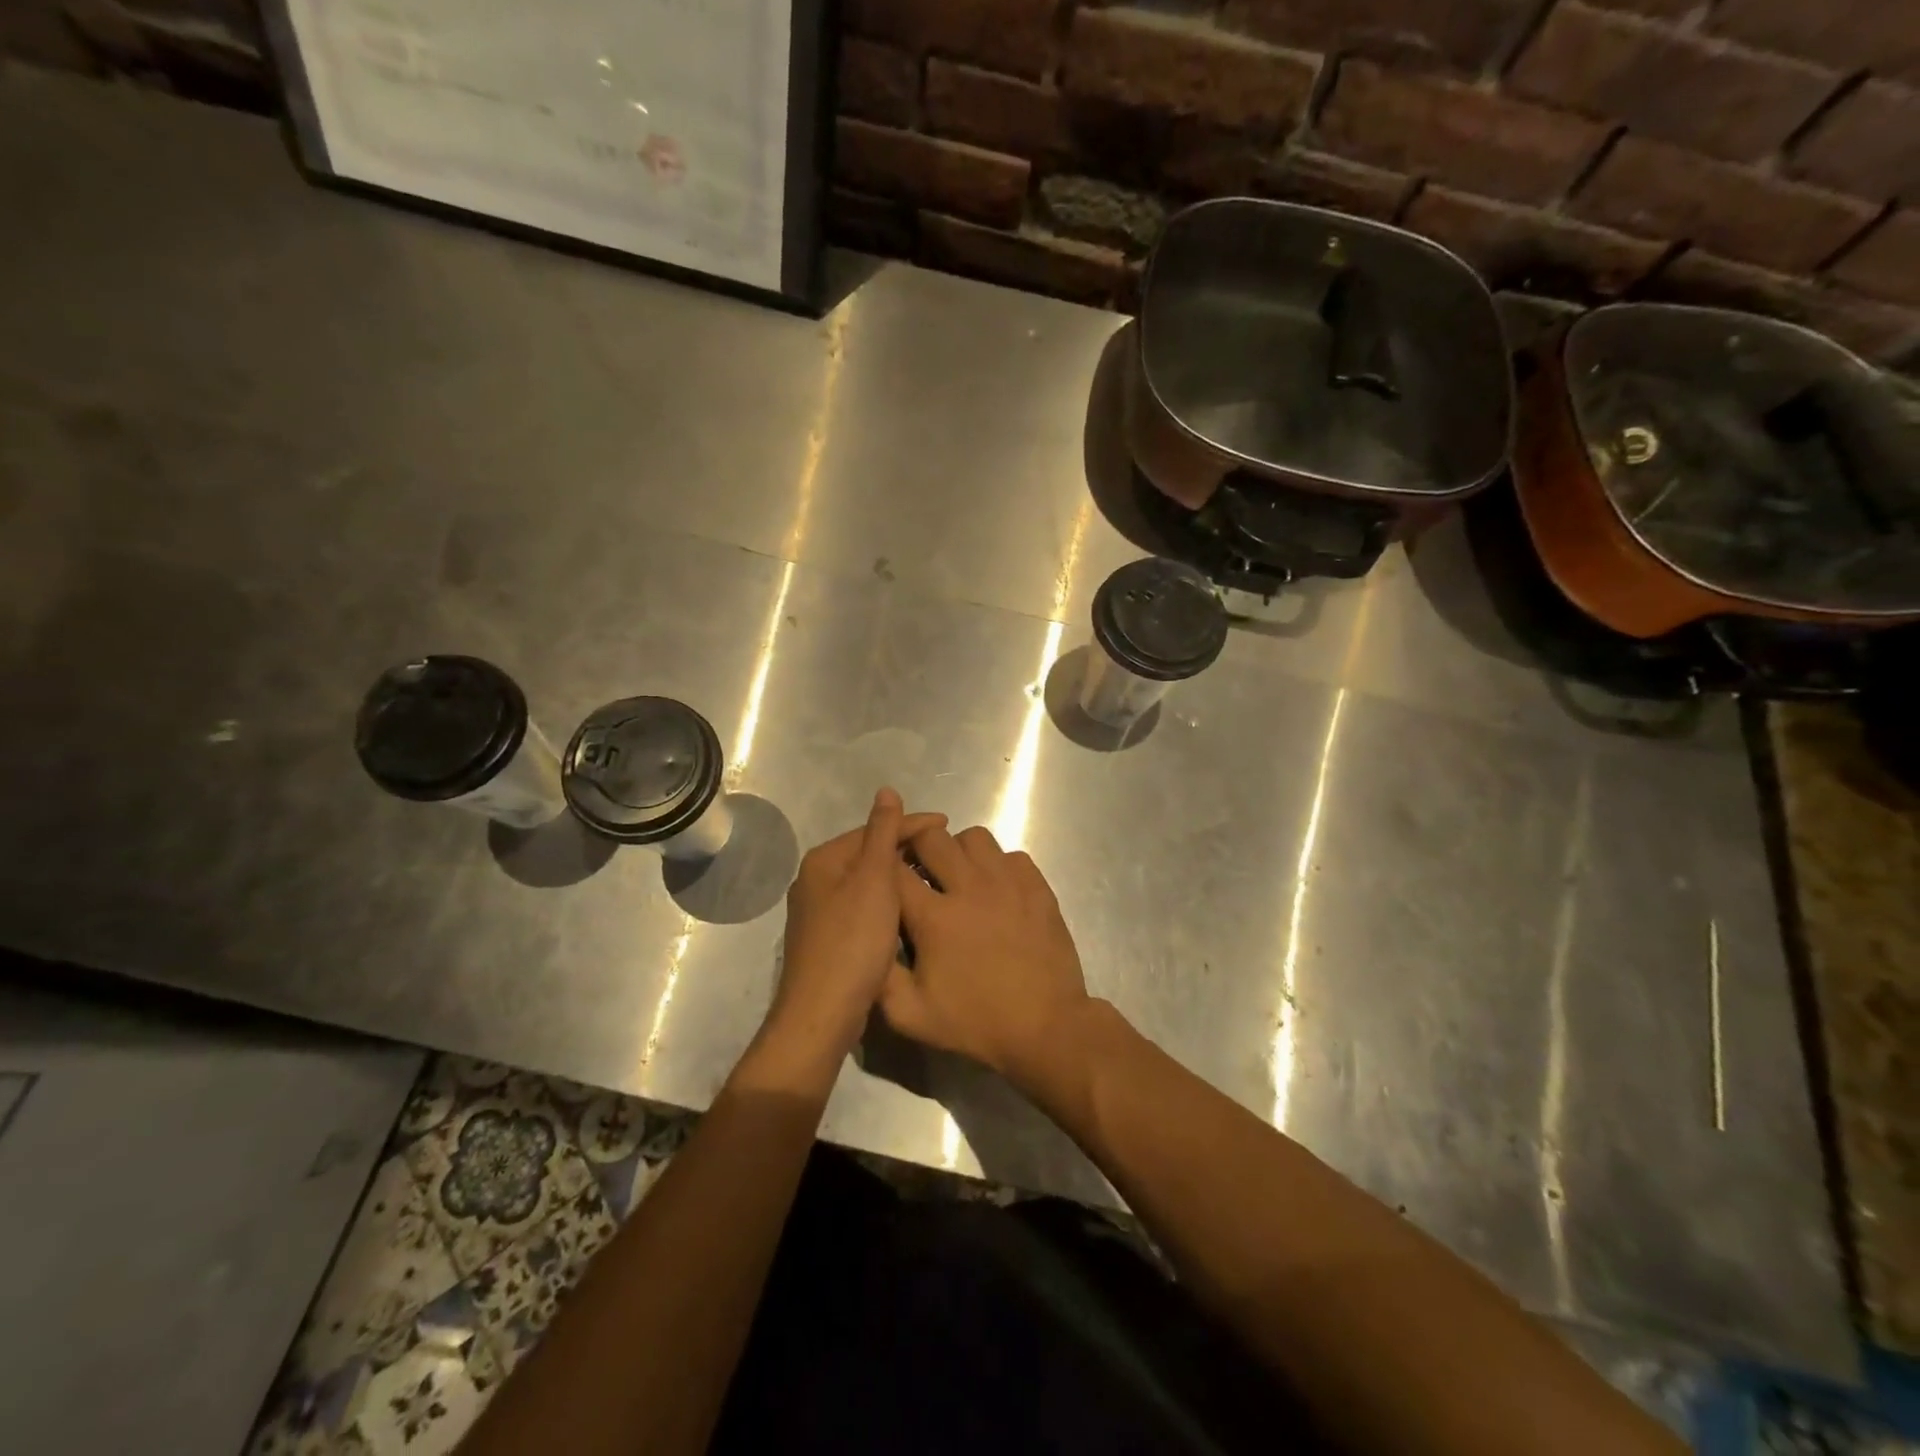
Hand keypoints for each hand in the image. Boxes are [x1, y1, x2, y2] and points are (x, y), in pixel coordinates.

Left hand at [764, 789, 945, 1070]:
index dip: (912, 824)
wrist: (823, 1013)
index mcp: (824, 860)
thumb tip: (886, 790)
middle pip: (868, 854)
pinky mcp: (829, 939)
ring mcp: (819, 912)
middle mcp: (816, 880)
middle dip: (906, 850)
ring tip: (933, 878)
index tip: (949, 825)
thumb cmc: (852, 941)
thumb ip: (882, 832)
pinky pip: (864, 907)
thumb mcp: (874, 879)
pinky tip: (908, 911)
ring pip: (867, 882)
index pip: (874, 829)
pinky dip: (888, 902)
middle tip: (945, 854)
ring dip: (898, 877)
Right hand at [879, 825, 1089, 1084]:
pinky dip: (998, 865)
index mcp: (935, 917)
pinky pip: (1010, 854)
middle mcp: (970, 887)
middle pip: (932, 837)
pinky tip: (996, 890)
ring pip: (974, 837)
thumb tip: (869, 941)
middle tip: (921, 874)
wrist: (1045, 1028)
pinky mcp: (1037, 886)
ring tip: (960, 878)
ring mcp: (1008, 883)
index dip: (884, 868)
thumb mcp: (911, 1015)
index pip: (894, 869)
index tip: (885, 879)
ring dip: (959, 851)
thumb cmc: (976, 1022)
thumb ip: (880, 976)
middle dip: (918, 849)